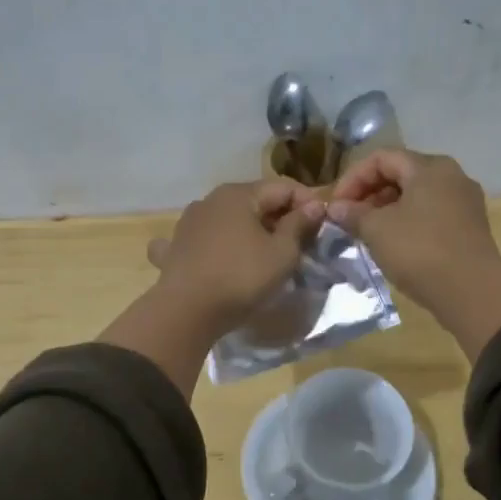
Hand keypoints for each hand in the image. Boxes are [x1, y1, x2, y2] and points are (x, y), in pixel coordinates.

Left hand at [147, 179, 324, 335]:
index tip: (324, 225)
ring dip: (250, 230)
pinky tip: (217, 255)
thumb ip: (299, 225)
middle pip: (255, 201)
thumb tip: (314, 206)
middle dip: (280, 217)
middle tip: (301, 242)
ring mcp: (189, 222)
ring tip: (266, 252)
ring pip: (229, 219)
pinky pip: (203, 239)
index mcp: (238, 194)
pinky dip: (216, 244)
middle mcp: (210, 199)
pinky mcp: (176, 247)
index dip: (308, 203)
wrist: (186, 312)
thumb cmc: (241, 277)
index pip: (283, 187)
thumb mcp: (282, 253)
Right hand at [325, 151, 500, 303]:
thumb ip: (353, 213)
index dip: (352, 178)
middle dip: (369, 194)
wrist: (472, 291)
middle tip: (349, 219)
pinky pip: (431, 214)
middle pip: (401, 174)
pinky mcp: (469, 227)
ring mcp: (464, 202)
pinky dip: (407, 222)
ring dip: (386, 210)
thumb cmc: (420, 250)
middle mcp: (451, 176)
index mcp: (429, 167)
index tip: (336, 206)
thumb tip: (335, 208)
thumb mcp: (377, 230)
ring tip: (367, 233)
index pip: (381, 158)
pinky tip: (393, 245)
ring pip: (416, 196)